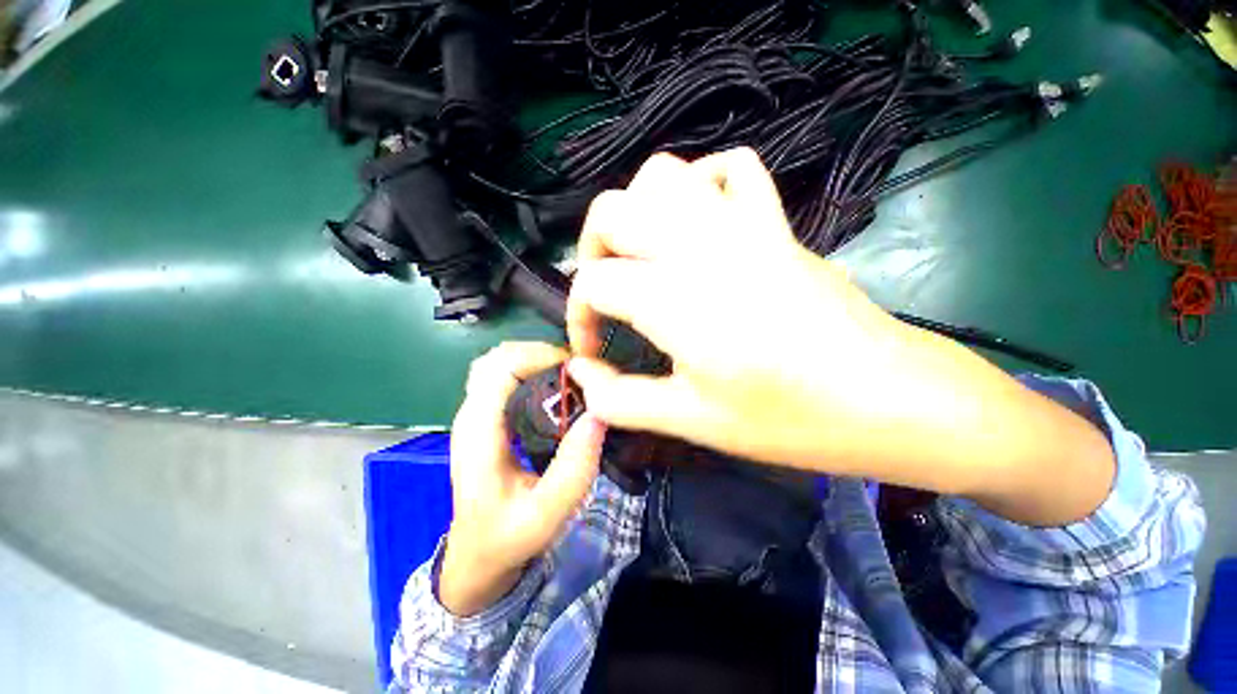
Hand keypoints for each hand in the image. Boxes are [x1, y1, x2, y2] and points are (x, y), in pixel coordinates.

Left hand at [439, 342, 606, 616]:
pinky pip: (506, 378)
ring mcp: (478, 415)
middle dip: (539, 352)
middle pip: (498, 357)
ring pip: (500, 363)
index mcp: (478, 431)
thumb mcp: (545, 514)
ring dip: (535, 359)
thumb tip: (599, 415)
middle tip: (577, 370)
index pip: (501, 367)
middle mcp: (473, 414)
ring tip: (569, 376)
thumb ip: (573, 470)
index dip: (540, 357)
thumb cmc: (506, 538)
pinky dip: (531, 370)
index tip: (577, 370)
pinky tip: (556, 387)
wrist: (477, 558)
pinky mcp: (489, 420)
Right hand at [566, 148, 904, 471]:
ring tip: (642, 257)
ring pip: (662, 176)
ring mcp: (740, 224)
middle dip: (592, 253)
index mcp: (672, 296)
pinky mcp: (774, 223)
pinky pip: (731, 169)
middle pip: (610, 211)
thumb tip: (581, 374)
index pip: (593, 284)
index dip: (579, 318)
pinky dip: (701, 184)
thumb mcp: (690, 420)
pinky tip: (699, 223)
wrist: (887, 397)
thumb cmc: (787, 417)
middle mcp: (697, 244)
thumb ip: (620, 399)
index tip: (593, 353)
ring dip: (636, 213)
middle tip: (607, 296)